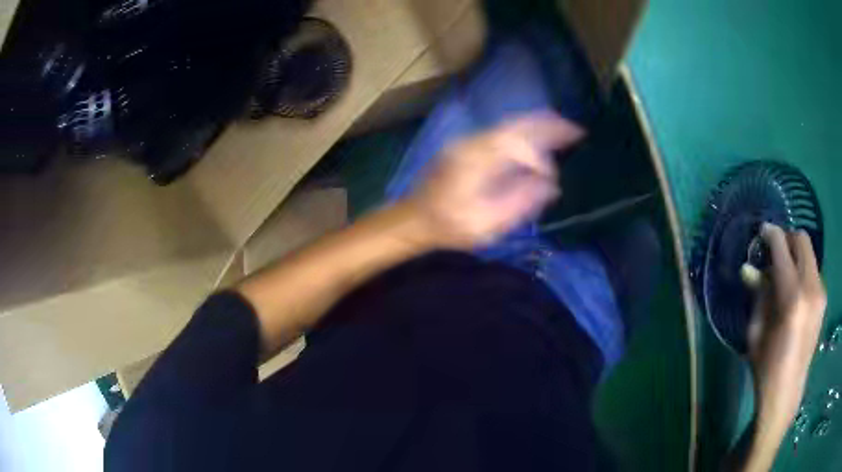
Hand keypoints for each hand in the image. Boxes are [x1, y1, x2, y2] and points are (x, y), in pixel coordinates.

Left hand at [405, 111, 584, 248]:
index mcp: (476, 160)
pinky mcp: (468, 146)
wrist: (415, 219)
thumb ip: (521, 202)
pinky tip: (538, 138)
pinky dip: (525, 131)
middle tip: (577, 129)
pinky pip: (503, 132)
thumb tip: (551, 185)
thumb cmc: (449, 226)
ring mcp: (469, 141)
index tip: (553, 179)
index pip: (518, 146)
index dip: (540, 159)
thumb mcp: (486, 223)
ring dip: (539, 125)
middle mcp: (473, 142)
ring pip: (510, 125)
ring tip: (565, 129)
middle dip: (549, 126)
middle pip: (517, 125)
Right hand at [746, 223, 826, 427]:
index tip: (761, 231)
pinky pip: (813, 270)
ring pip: (809, 254)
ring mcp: (820, 292)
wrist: (786, 393)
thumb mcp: (755, 331)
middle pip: (802, 240)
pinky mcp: (823, 299)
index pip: (782, 247)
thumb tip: (748, 268)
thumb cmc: (766, 367)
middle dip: (786, 239)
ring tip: (783, 275)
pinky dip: (802, 270)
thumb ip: (758, 294)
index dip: (770, 234)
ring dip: (795, 256)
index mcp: (791, 296)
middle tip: (773, 252)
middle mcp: (811, 287)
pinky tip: (793, 291)